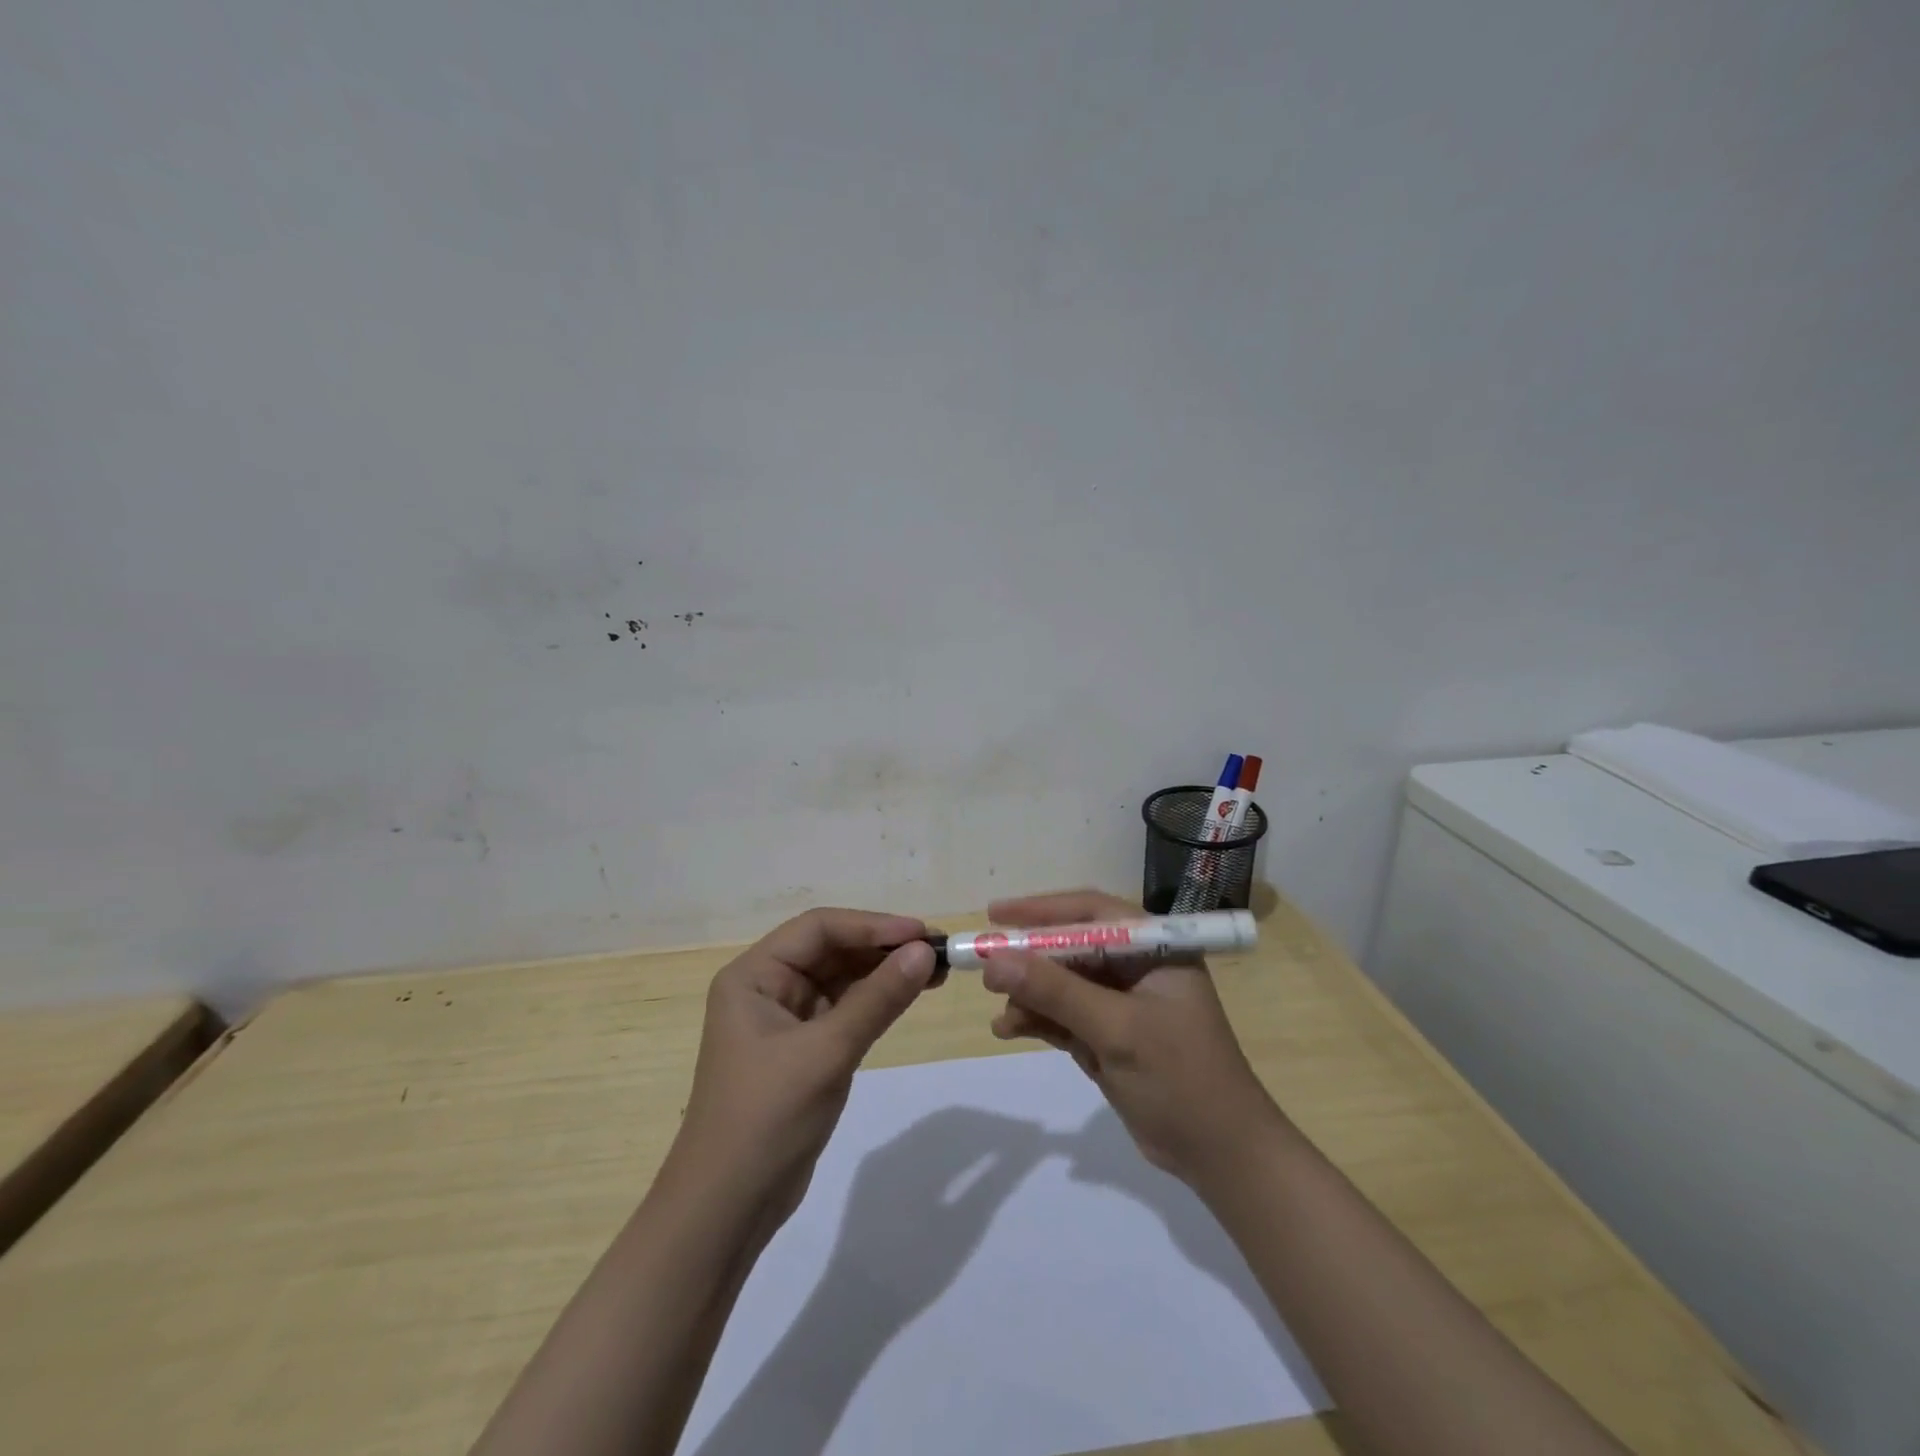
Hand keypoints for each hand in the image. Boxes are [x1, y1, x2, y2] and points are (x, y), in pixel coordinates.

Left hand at [666, 909, 935, 1236]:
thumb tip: (925, 951)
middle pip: (830, 950)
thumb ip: (877, 999)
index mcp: (753, 976)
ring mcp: (784, 1020)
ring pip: (841, 979)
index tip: (921, 933)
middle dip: (881, 948)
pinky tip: (909, 995)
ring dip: (883, 973)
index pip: (818, 929)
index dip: (871, 925)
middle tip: (936, 951)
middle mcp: (766, 988)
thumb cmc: (766, 1119)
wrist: (727, 1210)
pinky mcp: (802, 1049)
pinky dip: (876, 1001)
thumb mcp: (826, 1053)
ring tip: (934, 971)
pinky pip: (844, 1010)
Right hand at [982, 889, 1282, 1187]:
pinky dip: (1038, 1020)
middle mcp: (1137, 967)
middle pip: (1071, 948)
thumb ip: (1056, 991)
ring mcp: (1123, 1004)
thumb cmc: (1180, 1078)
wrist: (1221, 1156)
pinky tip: (1008, 1030)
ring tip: (1000, 1011)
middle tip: (986, 968)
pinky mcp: (1110, 1036)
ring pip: (1062, 984)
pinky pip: (1064, 1016)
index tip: (995, 914)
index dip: (1041, 909)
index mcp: (1154, 948)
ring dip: (1029, 995)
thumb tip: (995, 958)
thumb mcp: (1116, 1029)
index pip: (1091, 912)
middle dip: (1029, 959)